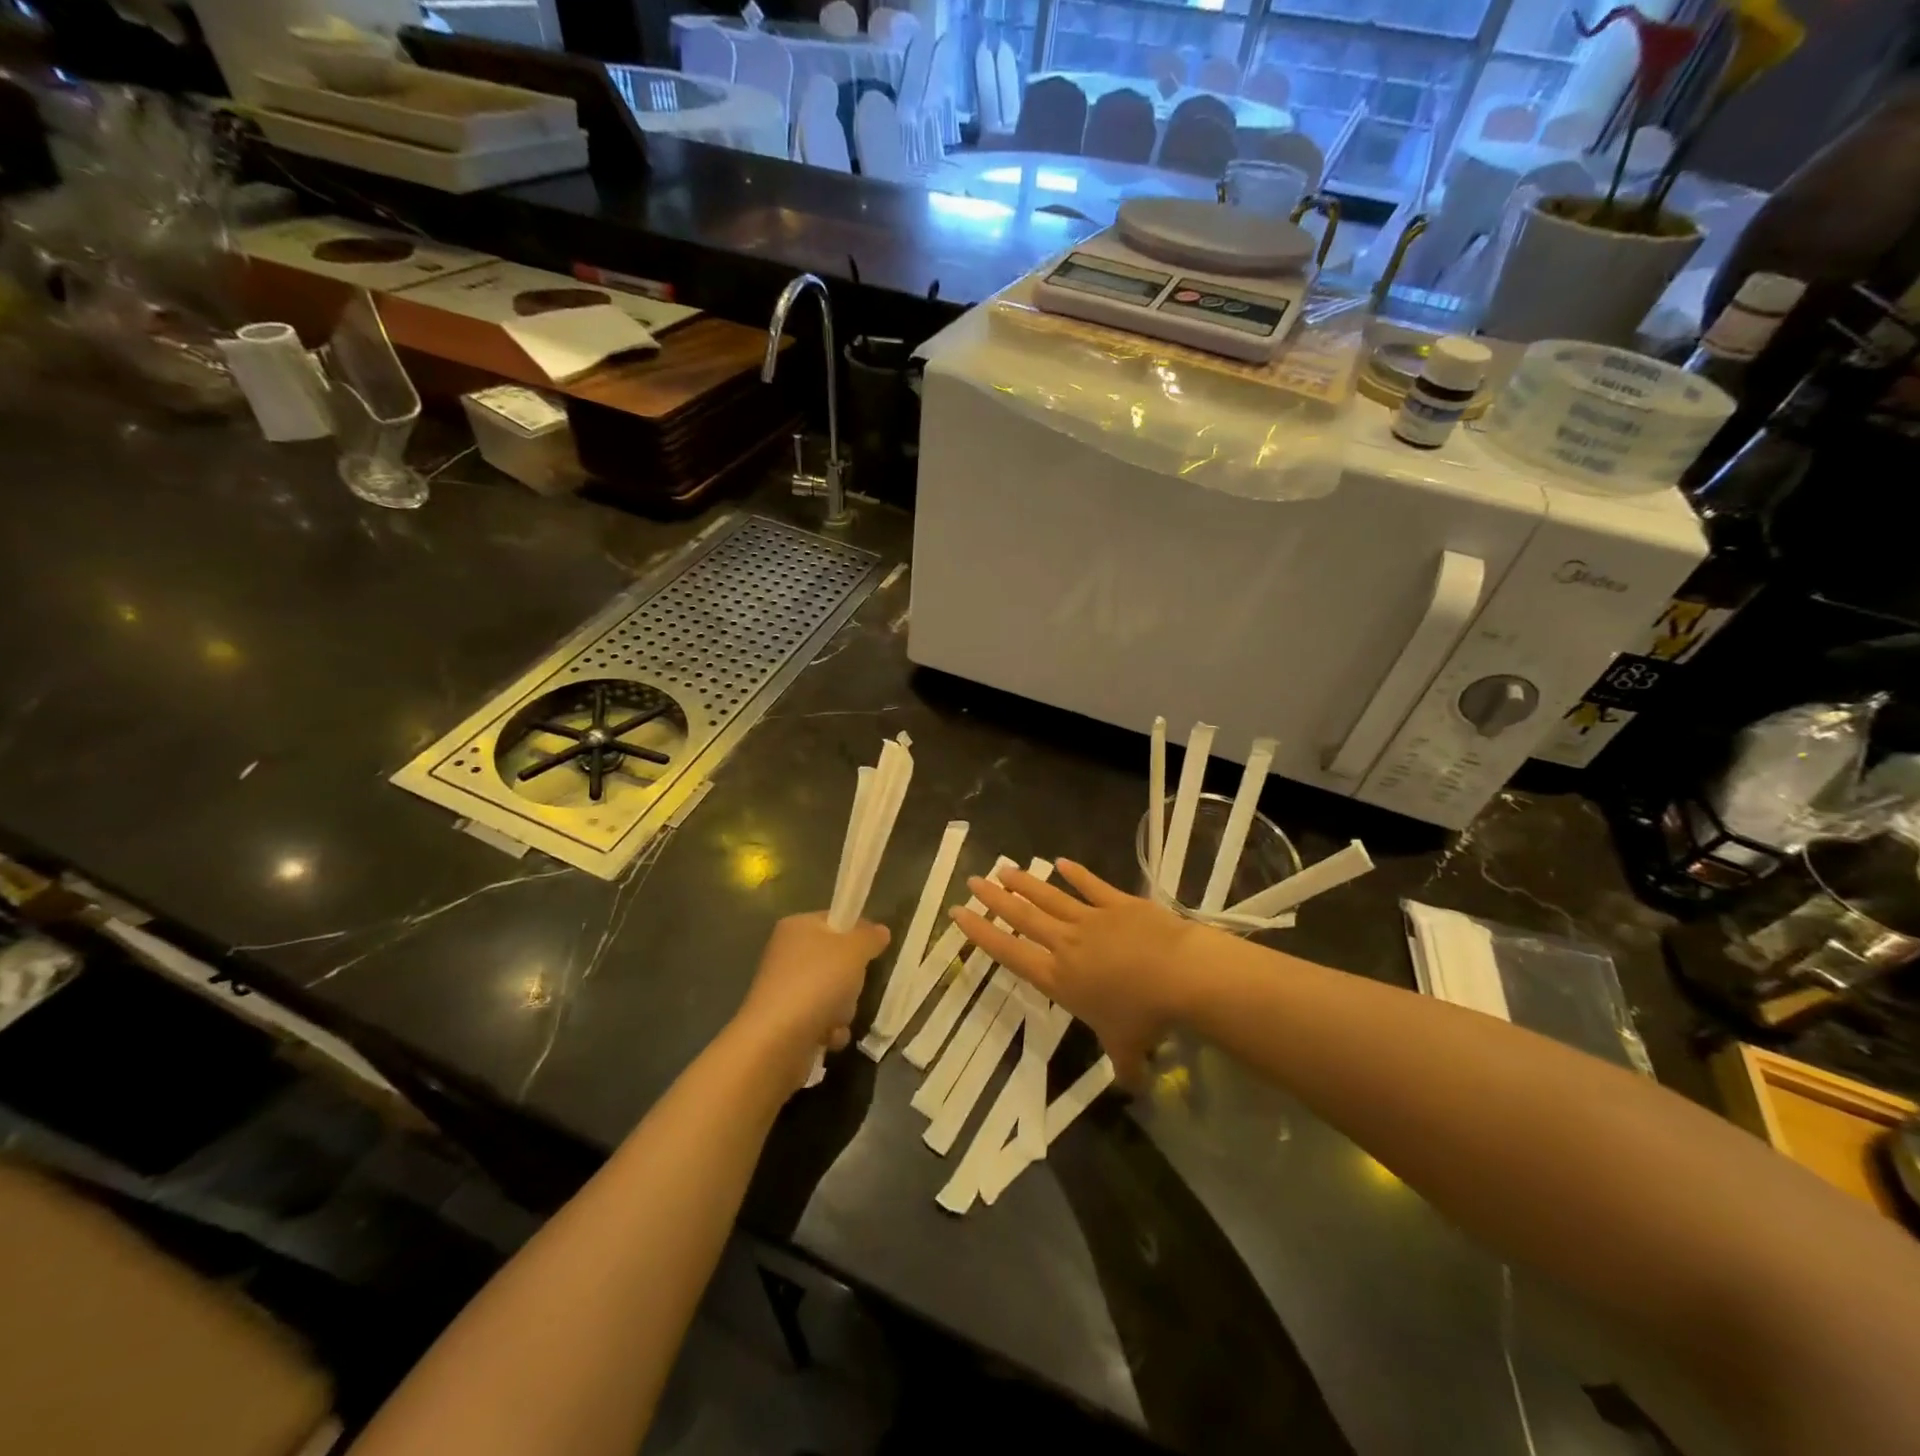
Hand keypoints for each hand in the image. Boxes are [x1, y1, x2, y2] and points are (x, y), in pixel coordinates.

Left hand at [733, 913, 888, 1085]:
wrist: (776, 1041)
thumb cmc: (817, 983)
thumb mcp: (854, 950)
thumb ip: (870, 937)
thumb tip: (880, 931)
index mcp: (797, 927)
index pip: (835, 919)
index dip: (857, 933)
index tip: (872, 949)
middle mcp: (787, 954)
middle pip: (836, 960)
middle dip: (851, 979)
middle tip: (853, 985)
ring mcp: (785, 989)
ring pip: (833, 993)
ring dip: (843, 1009)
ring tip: (836, 1018)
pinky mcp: (785, 1021)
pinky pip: (822, 1019)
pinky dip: (830, 1030)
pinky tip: (828, 1037)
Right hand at [948, 860, 1195, 1084]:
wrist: (1179, 974)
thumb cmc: (1145, 1016)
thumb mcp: (1128, 1050)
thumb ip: (1125, 1068)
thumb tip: (1134, 1088)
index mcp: (1058, 978)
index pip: (1010, 953)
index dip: (982, 933)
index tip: (958, 913)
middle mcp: (1067, 944)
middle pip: (1023, 917)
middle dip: (996, 899)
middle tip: (974, 880)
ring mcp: (1091, 919)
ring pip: (1050, 897)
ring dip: (1026, 883)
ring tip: (1004, 868)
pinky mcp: (1118, 903)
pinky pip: (1092, 886)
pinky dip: (1076, 874)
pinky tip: (1061, 861)